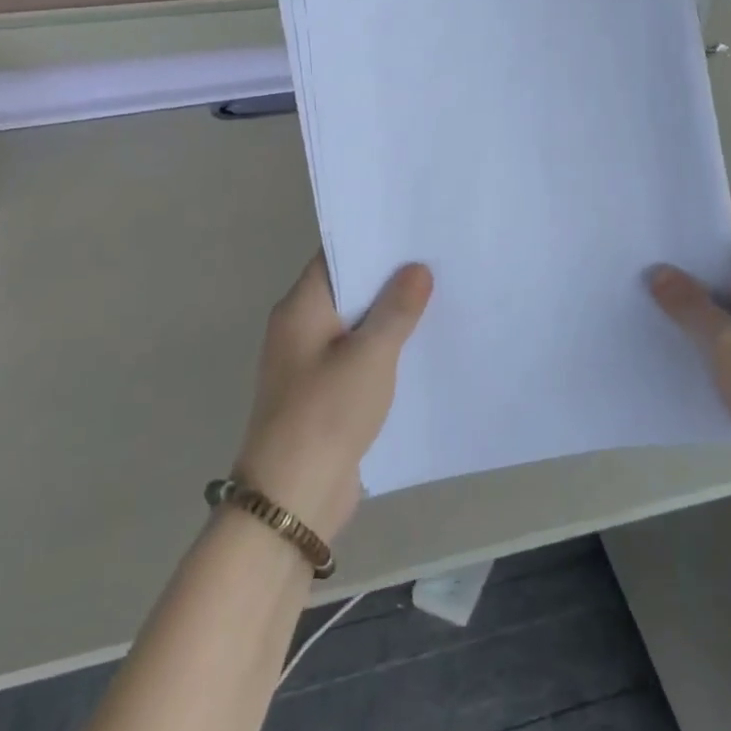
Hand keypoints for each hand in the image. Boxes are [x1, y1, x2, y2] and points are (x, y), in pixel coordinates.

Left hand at [234, 256, 432, 542]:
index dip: (373, 241)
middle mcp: (300, 328)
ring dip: (390, 315)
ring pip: (356, 325)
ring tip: (440, 295)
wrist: (291, 500)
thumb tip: (416, 269)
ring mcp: (310, 363)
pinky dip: (385, 348)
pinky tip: (421, 346)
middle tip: (438, 258)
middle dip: (389, 277)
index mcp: (300, 308)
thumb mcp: (370, 356)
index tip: (414, 230)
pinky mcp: (324, 393)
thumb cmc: (326, 414)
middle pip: (348, 290)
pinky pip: (358, 357)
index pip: (336, 257)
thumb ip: (396, 310)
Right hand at [649, 193, 730, 475]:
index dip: (716, 200)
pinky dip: (708, 321)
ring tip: (649, 284)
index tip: (672, 202)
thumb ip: (692, 308)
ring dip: (699, 287)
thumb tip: (659, 272)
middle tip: (646, 243)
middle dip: (696, 245)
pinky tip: (675, 332)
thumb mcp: (729, 348)